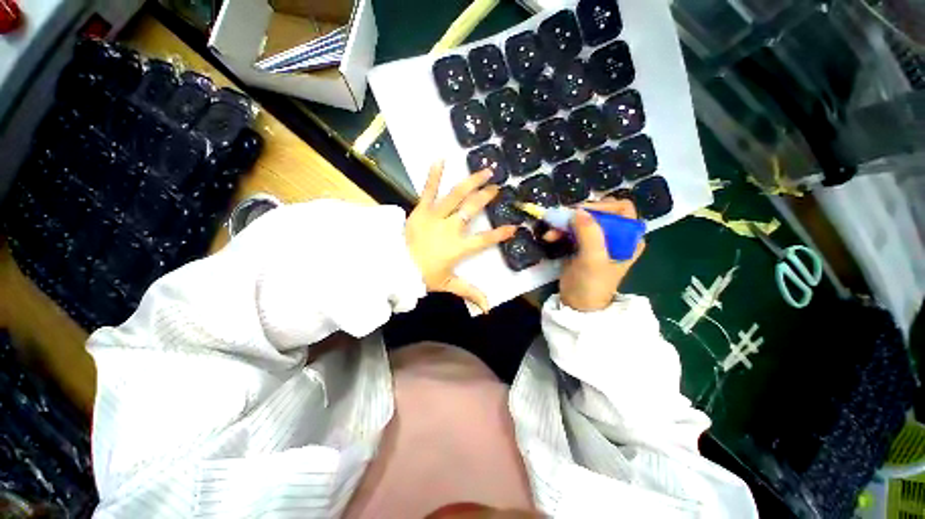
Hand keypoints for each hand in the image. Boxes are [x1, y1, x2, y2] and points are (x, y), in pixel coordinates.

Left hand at [406, 161, 516, 311]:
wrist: (394, 266)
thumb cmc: (422, 275)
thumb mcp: (448, 285)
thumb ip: (469, 293)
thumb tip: (487, 309)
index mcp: (458, 247)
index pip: (484, 240)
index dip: (499, 233)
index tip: (513, 227)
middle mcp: (450, 228)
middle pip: (472, 210)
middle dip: (486, 197)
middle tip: (497, 188)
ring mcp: (435, 216)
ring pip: (456, 195)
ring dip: (472, 182)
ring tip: (484, 170)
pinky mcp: (420, 210)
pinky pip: (428, 190)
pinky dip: (434, 175)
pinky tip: (440, 159)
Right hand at [556, 197, 644, 311]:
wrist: (578, 304)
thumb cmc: (592, 284)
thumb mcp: (593, 259)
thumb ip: (589, 233)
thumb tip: (578, 210)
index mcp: (629, 238)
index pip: (622, 208)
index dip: (603, 206)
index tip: (581, 212)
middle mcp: (616, 236)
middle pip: (600, 212)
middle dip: (579, 214)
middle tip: (563, 218)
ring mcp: (598, 240)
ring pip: (583, 220)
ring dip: (565, 223)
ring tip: (551, 231)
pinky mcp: (582, 245)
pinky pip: (572, 230)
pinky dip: (561, 231)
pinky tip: (550, 236)